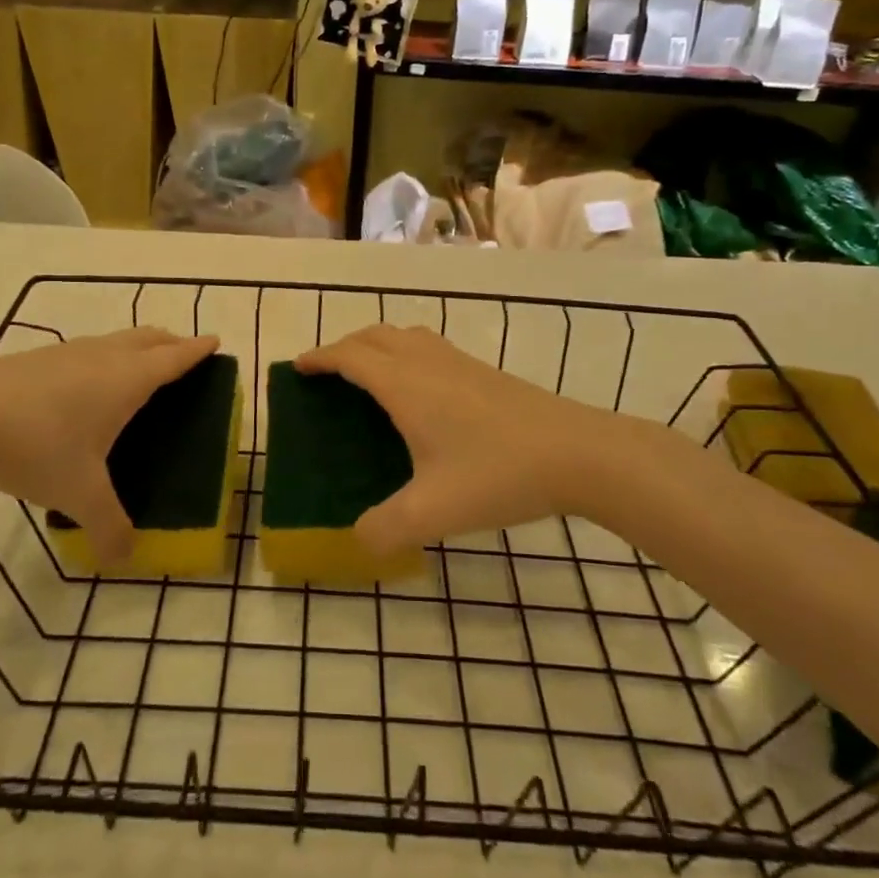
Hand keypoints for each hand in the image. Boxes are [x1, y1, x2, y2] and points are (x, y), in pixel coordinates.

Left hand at [0, 328, 218, 561]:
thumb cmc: (37, 446)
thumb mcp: (78, 494)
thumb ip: (108, 527)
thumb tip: (125, 559)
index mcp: (127, 380)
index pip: (174, 358)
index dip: (198, 350)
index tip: (216, 341)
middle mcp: (103, 357)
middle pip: (148, 338)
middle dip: (171, 342)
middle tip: (184, 354)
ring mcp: (66, 353)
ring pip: (114, 340)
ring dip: (136, 347)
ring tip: (138, 369)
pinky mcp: (35, 359)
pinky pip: (85, 352)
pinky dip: (102, 358)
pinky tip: (83, 387)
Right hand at [295, 325, 651, 555]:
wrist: (579, 453)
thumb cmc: (499, 473)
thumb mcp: (433, 512)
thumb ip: (385, 529)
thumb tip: (358, 541)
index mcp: (405, 385)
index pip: (350, 356)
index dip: (320, 357)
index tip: (298, 367)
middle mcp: (428, 363)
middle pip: (375, 336)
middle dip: (344, 346)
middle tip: (329, 373)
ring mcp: (460, 363)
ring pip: (406, 336)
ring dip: (378, 346)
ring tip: (369, 376)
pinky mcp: (485, 373)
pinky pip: (431, 348)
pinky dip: (407, 354)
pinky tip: (422, 391)